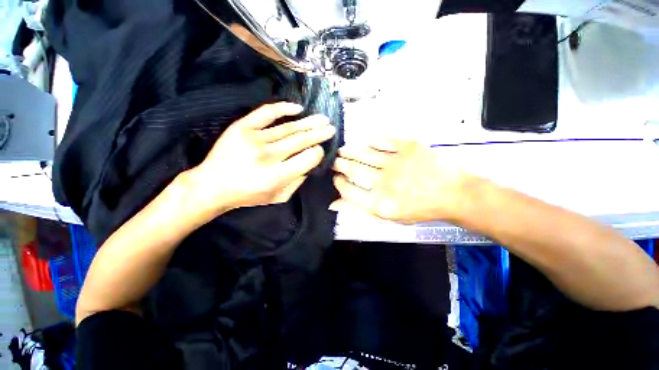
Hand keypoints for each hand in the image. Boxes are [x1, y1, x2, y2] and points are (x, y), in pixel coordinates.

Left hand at [184, 102, 335, 217]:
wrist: (212, 185)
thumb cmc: (248, 195)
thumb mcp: (278, 197)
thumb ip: (297, 182)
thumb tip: (309, 162)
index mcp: (277, 176)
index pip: (307, 158)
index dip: (318, 153)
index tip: (320, 150)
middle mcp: (267, 156)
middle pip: (301, 140)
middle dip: (319, 134)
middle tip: (331, 128)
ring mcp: (254, 139)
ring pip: (289, 128)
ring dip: (309, 122)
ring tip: (323, 119)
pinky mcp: (242, 127)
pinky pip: (266, 113)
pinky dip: (283, 108)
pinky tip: (298, 108)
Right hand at [332, 140, 466, 223]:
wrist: (453, 194)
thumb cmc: (420, 209)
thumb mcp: (389, 217)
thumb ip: (361, 210)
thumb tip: (334, 204)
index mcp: (380, 203)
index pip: (348, 190)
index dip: (339, 183)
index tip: (336, 178)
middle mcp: (384, 182)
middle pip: (353, 169)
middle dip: (339, 164)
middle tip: (335, 161)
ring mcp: (396, 162)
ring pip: (364, 153)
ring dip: (349, 151)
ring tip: (342, 151)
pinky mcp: (408, 147)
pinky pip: (383, 141)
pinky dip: (370, 141)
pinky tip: (364, 143)